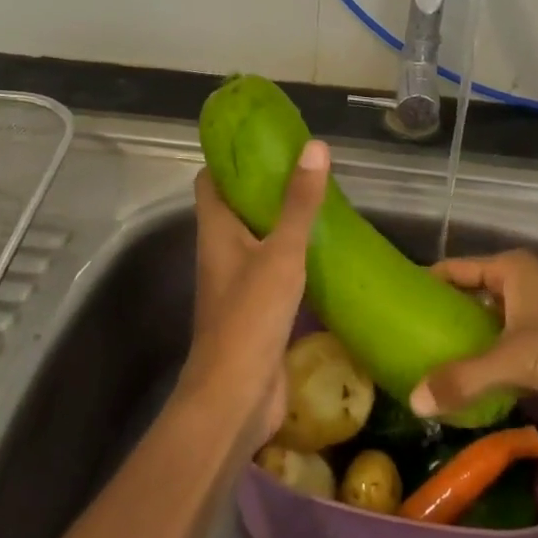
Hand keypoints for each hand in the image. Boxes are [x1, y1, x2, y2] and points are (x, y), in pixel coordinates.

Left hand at [184, 141, 329, 448]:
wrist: (236, 398)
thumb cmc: (250, 317)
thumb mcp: (281, 253)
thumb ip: (299, 203)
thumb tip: (314, 146)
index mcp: (216, 230)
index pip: (212, 180)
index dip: (230, 157)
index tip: (263, 138)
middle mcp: (222, 251)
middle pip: (237, 206)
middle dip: (266, 185)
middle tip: (304, 166)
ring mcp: (238, 282)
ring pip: (258, 238)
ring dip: (282, 220)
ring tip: (320, 200)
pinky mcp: (257, 308)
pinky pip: (274, 268)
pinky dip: (294, 255)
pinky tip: (325, 250)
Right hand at [408, 250, 537, 441]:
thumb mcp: (515, 358)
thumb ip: (464, 378)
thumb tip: (413, 400)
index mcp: (513, 270)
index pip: (457, 269)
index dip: (428, 282)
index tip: (396, 300)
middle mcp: (524, 288)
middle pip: (473, 300)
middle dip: (445, 321)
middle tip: (405, 343)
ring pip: (492, 332)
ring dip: (467, 351)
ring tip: (426, 370)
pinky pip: (510, 359)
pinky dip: (490, 372)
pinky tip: (466, 392)